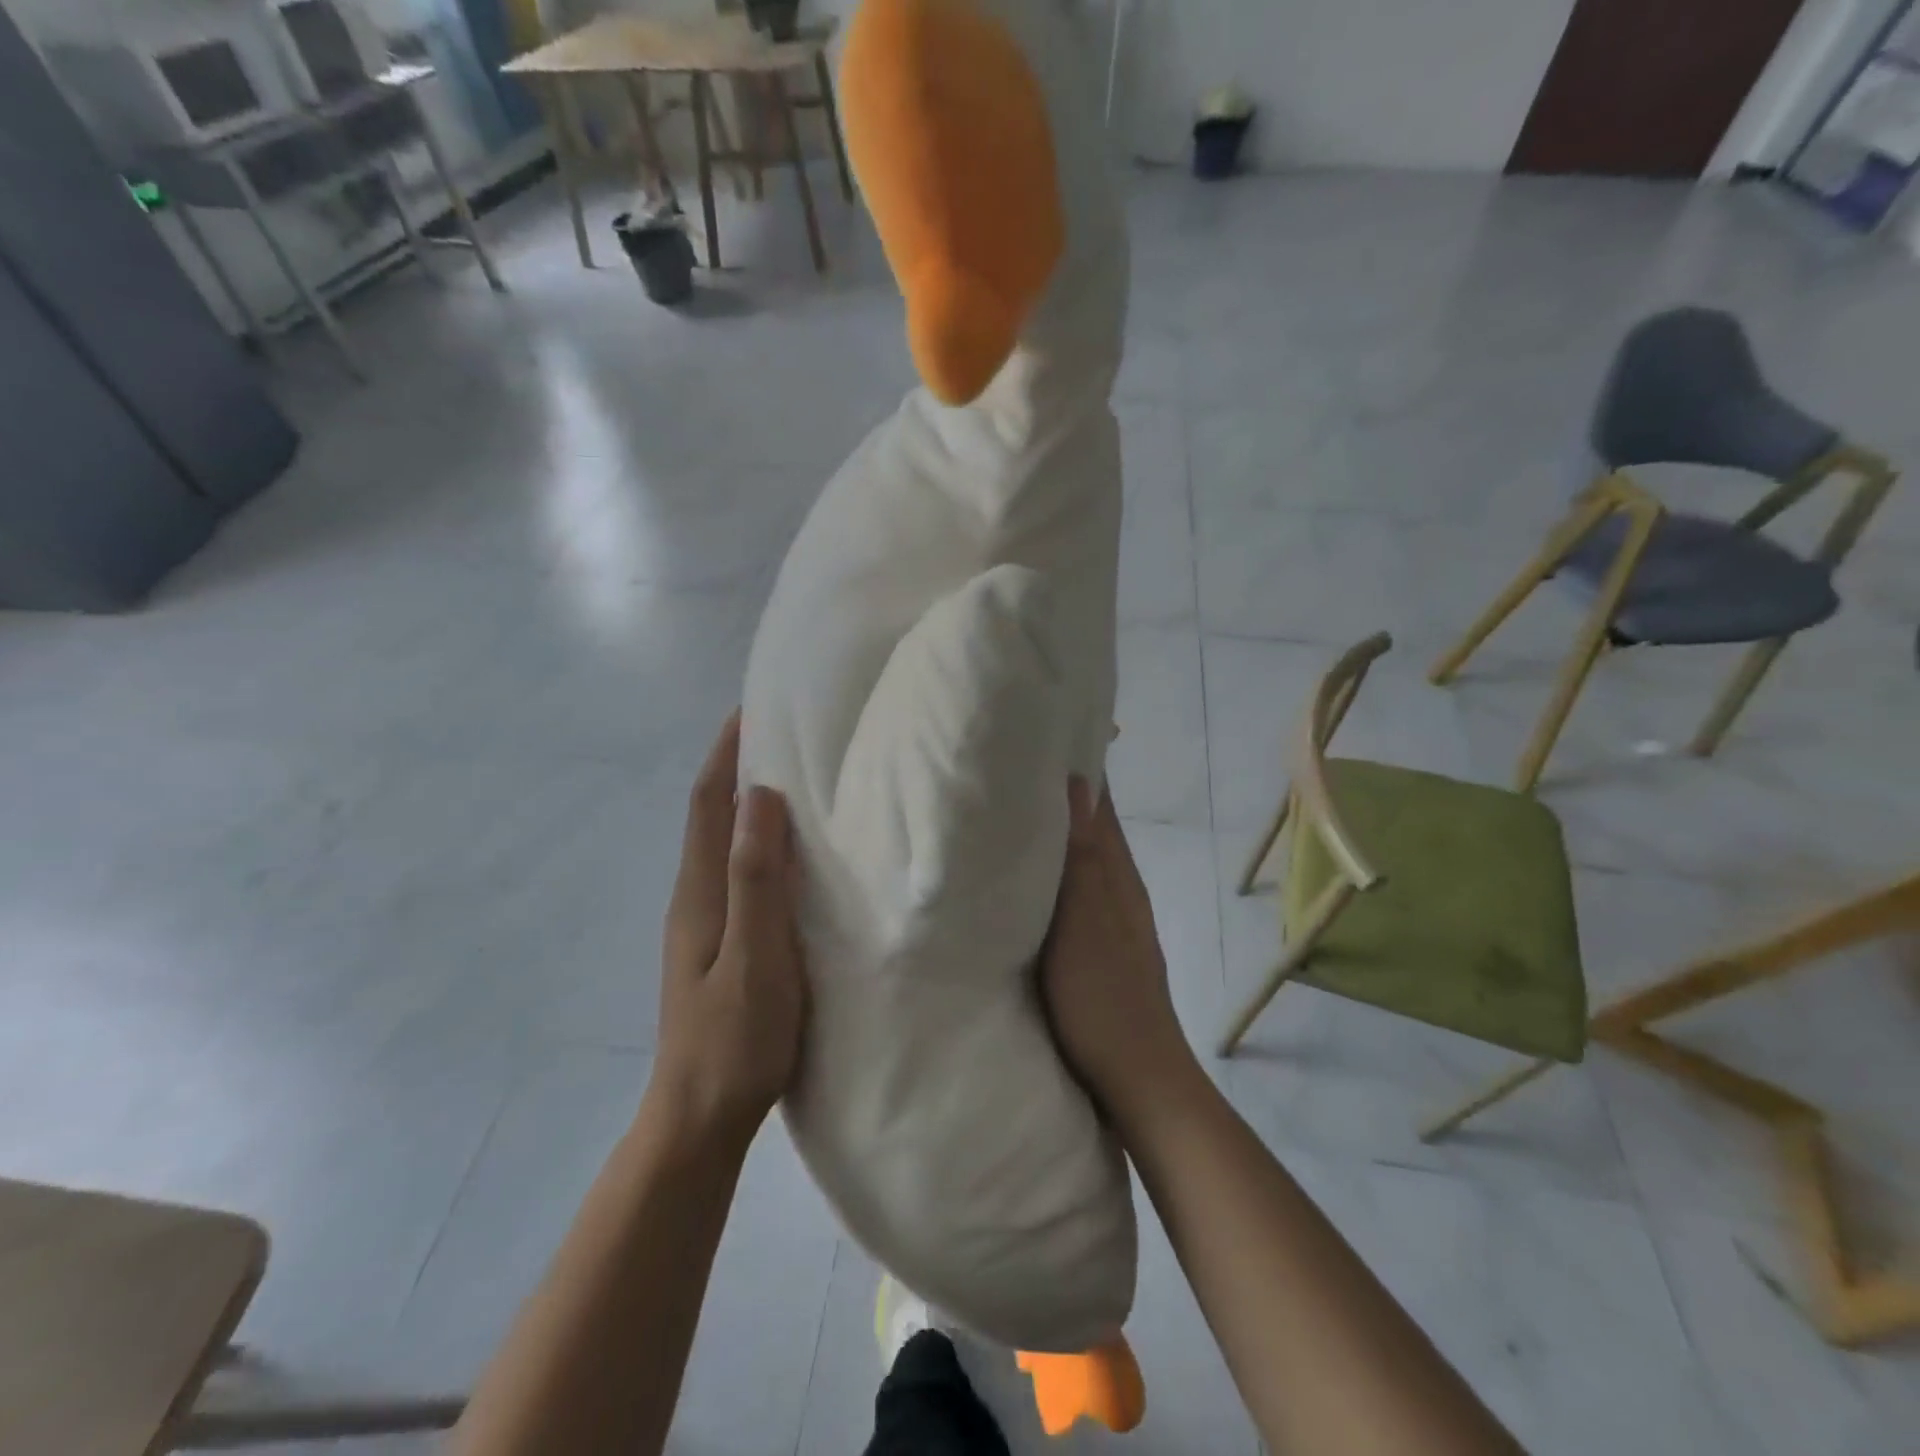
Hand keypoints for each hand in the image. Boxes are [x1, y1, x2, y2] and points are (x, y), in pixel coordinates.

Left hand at [653, 713, 807, 1145]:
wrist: (699, 1119)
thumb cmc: (735, 1040)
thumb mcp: (755, 958)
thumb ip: (757, 880)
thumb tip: (760, 796)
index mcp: (700, 893)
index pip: (708, 803)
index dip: (726, 752)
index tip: (753, 707)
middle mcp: (695, 897)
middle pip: (711, 815)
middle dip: (736, 765)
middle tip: (782, 730)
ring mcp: (704, 922)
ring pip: (723, 843)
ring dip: (746, 801)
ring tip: (791, 774)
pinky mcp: (720, 943)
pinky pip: (736, 871)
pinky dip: (756, 840)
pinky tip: (787, 850)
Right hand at [1040, 781, 1193, 1115]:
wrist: (1137, 1080)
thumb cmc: (1104, 998)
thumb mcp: (1085, 923)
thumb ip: (1081, 857)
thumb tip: (1079, 783)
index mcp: (1117, 875)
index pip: (1101, 804)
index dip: (1078, 768)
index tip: (1041, 735)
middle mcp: (1117, 888)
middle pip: (1090, 827)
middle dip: (1058, 795)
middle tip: (1007, 766)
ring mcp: (1110, 920)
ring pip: (1080, 859)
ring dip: (1053, 833)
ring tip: (1007, 810)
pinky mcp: (1096, 947)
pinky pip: (1071, 892)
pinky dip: (1050, 873)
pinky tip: (1023, 878)